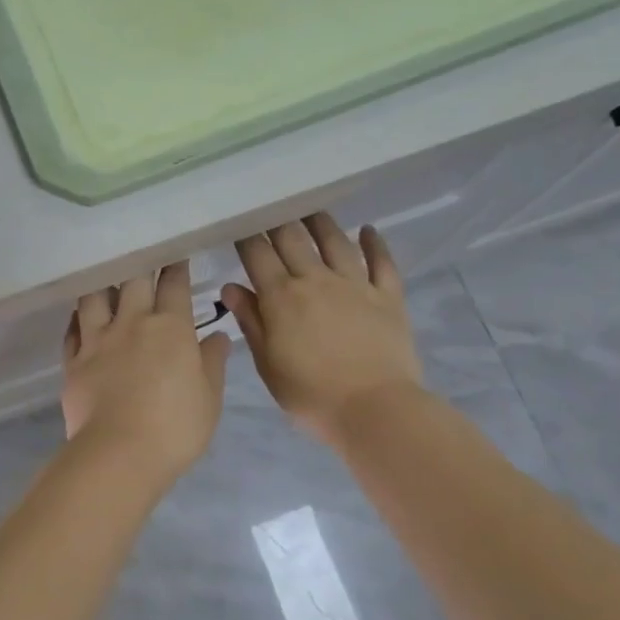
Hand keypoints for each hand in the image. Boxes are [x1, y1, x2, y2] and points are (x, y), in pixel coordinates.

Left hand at [62, 261, 230, 479]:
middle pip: (133, 281)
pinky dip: (77, 319)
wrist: (118, 453)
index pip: (174, 286)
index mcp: (170, 327)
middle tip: (141, 255)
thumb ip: (212, 362)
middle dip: (140, 264)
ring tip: (105, 280)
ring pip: (95, 297)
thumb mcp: (209, 397)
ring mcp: (98, 340)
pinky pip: (72, 330)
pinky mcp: (74, 361)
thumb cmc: (175, 427)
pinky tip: (80, 316)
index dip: (176, 268)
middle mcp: (132, 323)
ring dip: (102, 285)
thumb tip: (217, 336)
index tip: (176, 255)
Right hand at [222, 214, 423, 442]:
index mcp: (282, 297)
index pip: (258, 255)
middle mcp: (316, 280)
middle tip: (271, 209)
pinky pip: (382, 262)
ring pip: (335, 241)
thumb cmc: (312, 395)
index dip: (247, 237)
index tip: (240, 224)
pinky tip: (369, 230)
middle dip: (278, 221)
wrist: (375, 410)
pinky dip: (376, 243)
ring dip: (321, 222)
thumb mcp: (268, 365)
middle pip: (293, 239)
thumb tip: (231, 287)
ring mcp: (355, 285)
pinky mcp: (388, 296)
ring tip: (311, 210)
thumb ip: (251, 322)